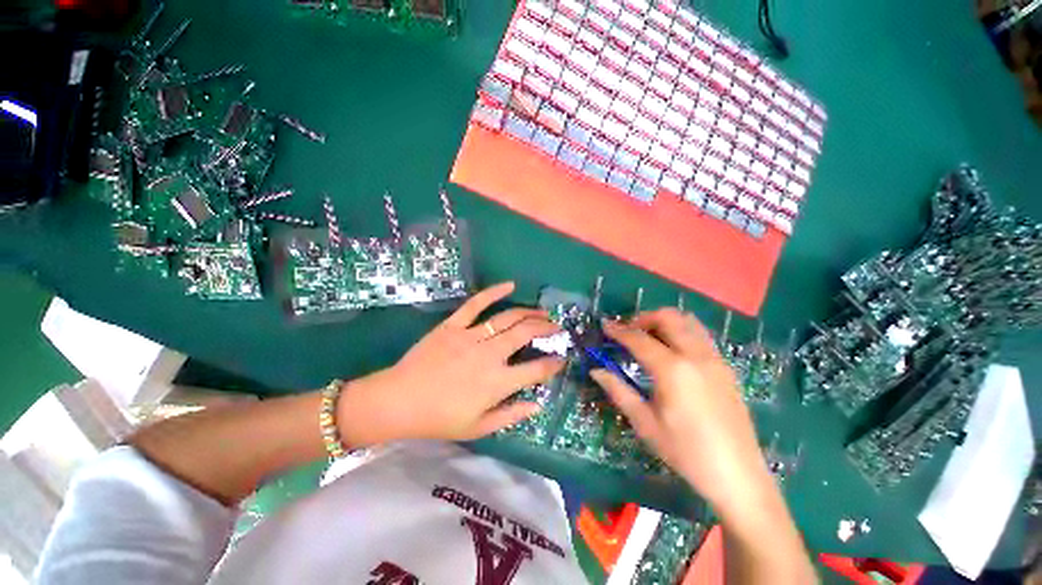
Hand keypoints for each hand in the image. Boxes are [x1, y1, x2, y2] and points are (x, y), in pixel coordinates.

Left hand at [337, 282, 564, 446]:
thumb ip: (510, 416)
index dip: (553, 363)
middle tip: (556, 327)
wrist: (398, 401)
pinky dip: (494, 292)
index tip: (561, 358)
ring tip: (543, 312)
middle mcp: (489, 355)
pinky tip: (510, 285)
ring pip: (507, 318)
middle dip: (546, 328)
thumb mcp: (478, 427)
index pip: (535, 370)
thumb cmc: (439, 418)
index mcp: (497, 382)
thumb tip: (537, 405)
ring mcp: (471, 336)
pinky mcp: (453, 325)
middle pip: (525, 334)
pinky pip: (476, 304)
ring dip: (529, 313)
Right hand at [590, 309, 774, 516]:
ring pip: (687, 321)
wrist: (738, 475)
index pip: (639, 339)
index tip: (605, 326)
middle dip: (643, 318)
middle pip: (668, 317)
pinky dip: (681, 331)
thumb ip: (618, 391)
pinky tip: (672, 351)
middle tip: (628, 331)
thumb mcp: (645, 423)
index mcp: (673, 370)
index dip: (619, 330)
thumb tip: (596, 371)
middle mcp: (696, 356)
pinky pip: (700, 335)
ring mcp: (715, 359)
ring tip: (649, 336)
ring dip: (664, 321)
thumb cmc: (685, 452)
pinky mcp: (726, 367)